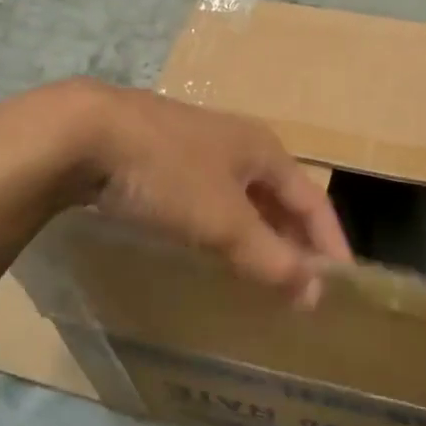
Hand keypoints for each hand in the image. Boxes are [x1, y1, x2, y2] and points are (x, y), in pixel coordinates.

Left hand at [64, 83, 351, 305]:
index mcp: (263, 150)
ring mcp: (195, 146)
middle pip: (279, 196)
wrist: (82, 133)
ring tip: (261, 270)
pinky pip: (207, 197)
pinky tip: (208, 245)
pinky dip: (221, 225)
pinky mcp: (160, 155)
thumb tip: (316, 291)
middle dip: (294, 239)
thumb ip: (270, 257)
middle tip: (301, 284)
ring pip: (241, 196)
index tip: (342, 283)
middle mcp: (236, 142)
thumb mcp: (224, 221)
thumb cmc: (166, 174)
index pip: (312, 200)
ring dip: (257, 233)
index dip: (330, 241)